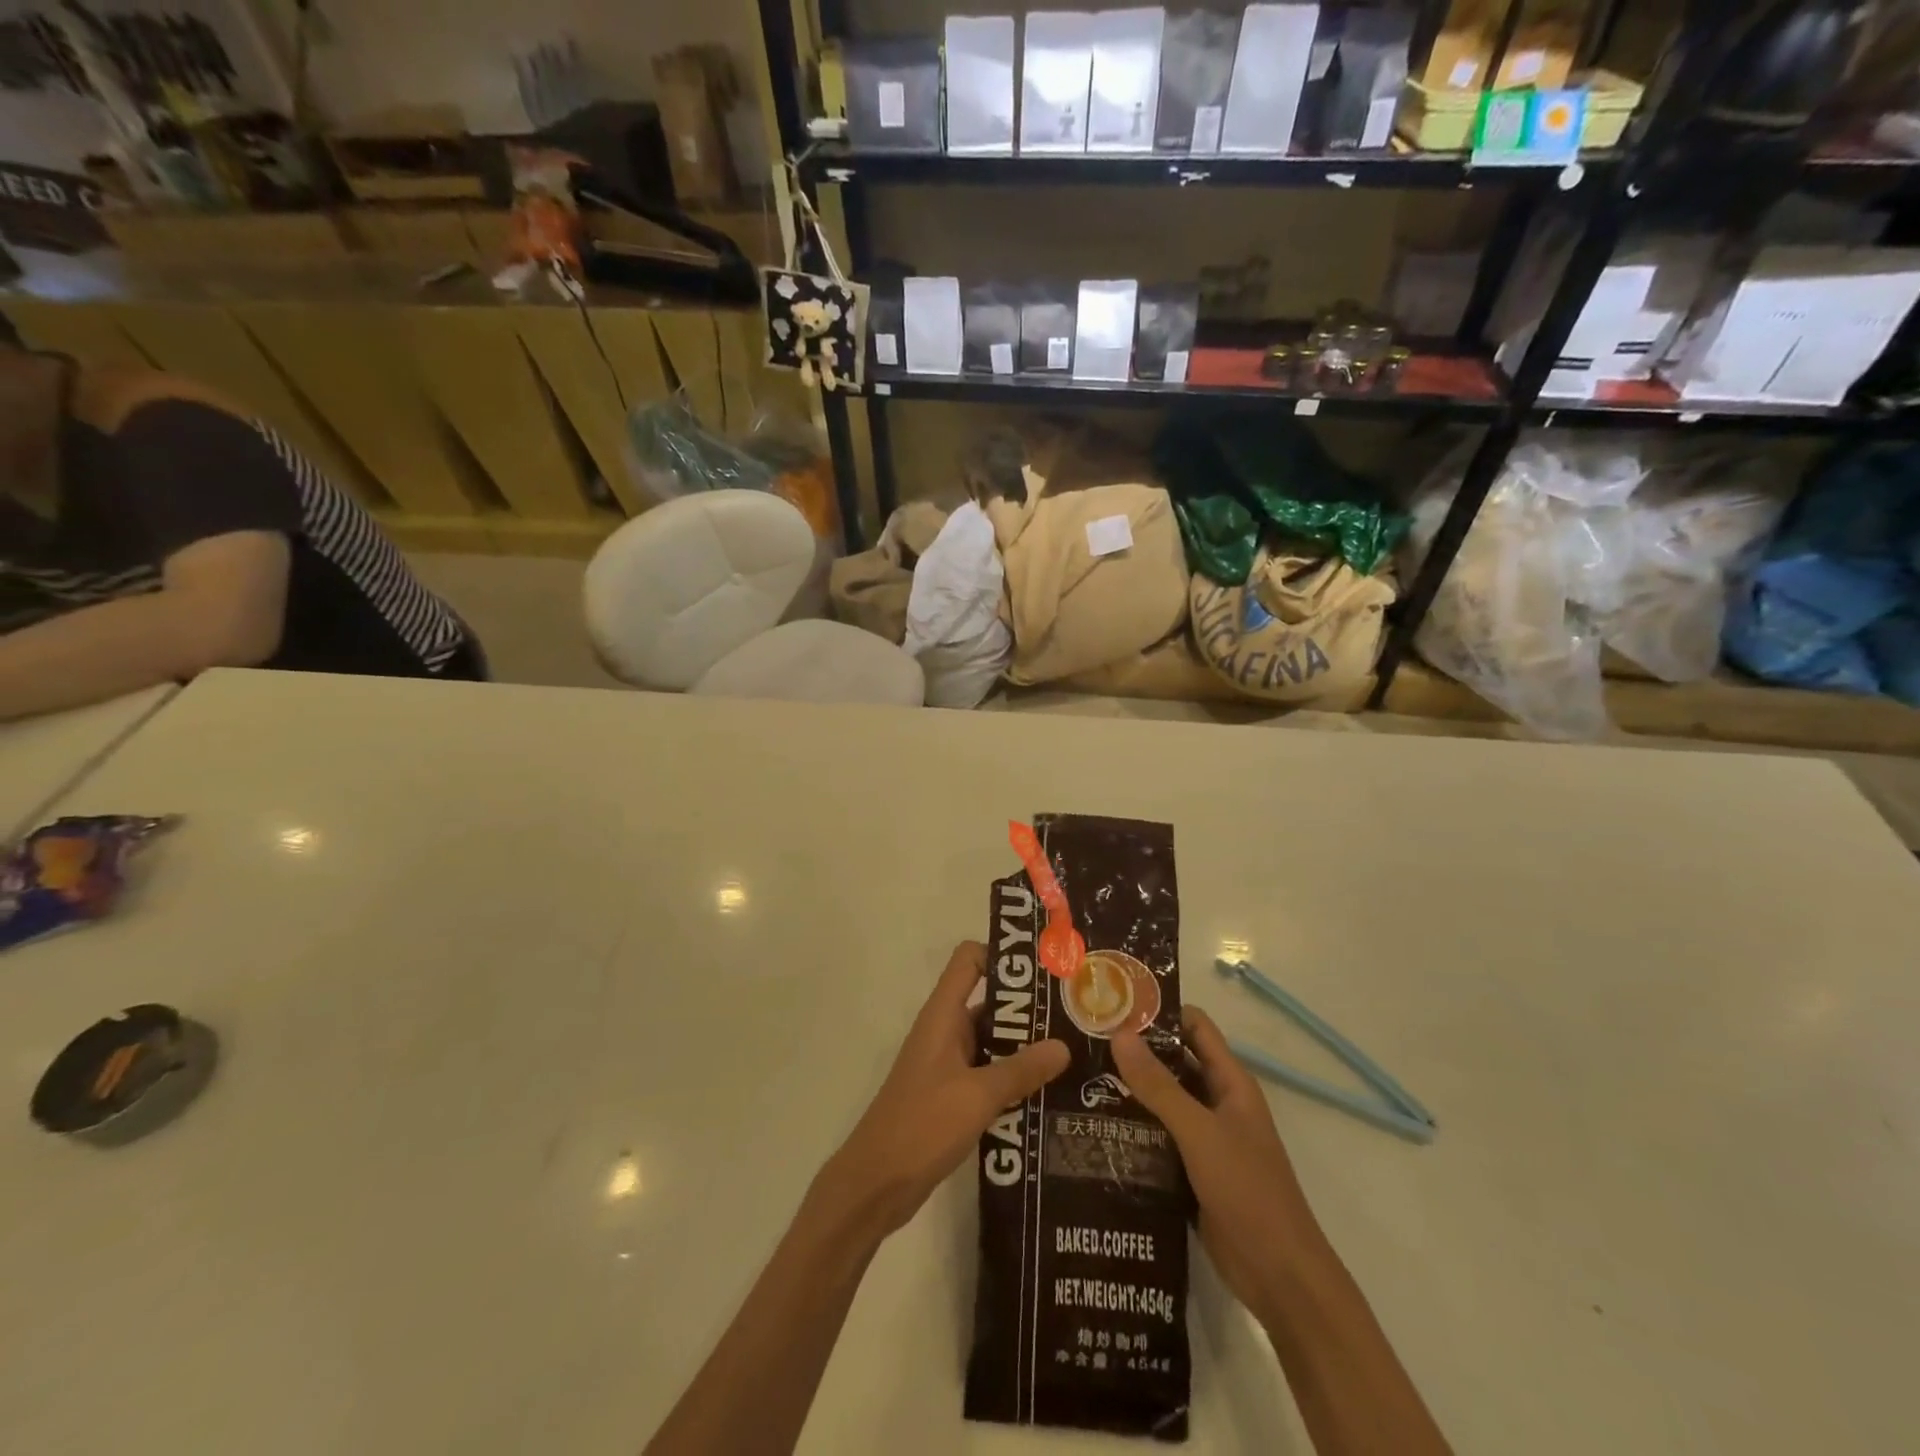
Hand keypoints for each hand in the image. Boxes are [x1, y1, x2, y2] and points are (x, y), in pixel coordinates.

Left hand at [818, 941, 1068, 1243]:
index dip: (1002, 956)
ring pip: (993, 1041)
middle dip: (1029, 1008)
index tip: (1044, 971)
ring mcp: (948, 1064)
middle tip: (1076, 1017)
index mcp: (943, 1015)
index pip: (969, 960)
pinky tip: (1049, 1095)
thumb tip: (1064, 1045)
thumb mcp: (978, 1095)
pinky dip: (1014, 1078)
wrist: (876, 1183)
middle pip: (989, 1001)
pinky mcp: (952, 1095)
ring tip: (1074, 1056)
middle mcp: (945, 1031)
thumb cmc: (922, 1124)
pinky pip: (989, 1074)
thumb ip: (1021, 1069)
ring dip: (1026, 1047)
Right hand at [1113, 1007, 1322, 1325]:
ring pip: (1163, 1101)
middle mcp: (1217, 1103)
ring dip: (1130, 1090)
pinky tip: (1096, 1125)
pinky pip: (1158, 1137)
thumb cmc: (1248, 1191)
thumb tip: (1119, 1034)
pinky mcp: (1191, 1170)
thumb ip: (1159, 1086)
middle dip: (1135, 1051)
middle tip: (1086, 1040)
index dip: (1160, 1011)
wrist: (1280, 1277)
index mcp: (1230, 1083)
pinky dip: (1133, 1128)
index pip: (1195, 1028)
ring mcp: (1205, 1138)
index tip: (1115, 1004)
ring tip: (1080, 1077)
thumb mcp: (1200, 1133)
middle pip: (1174, 1062)